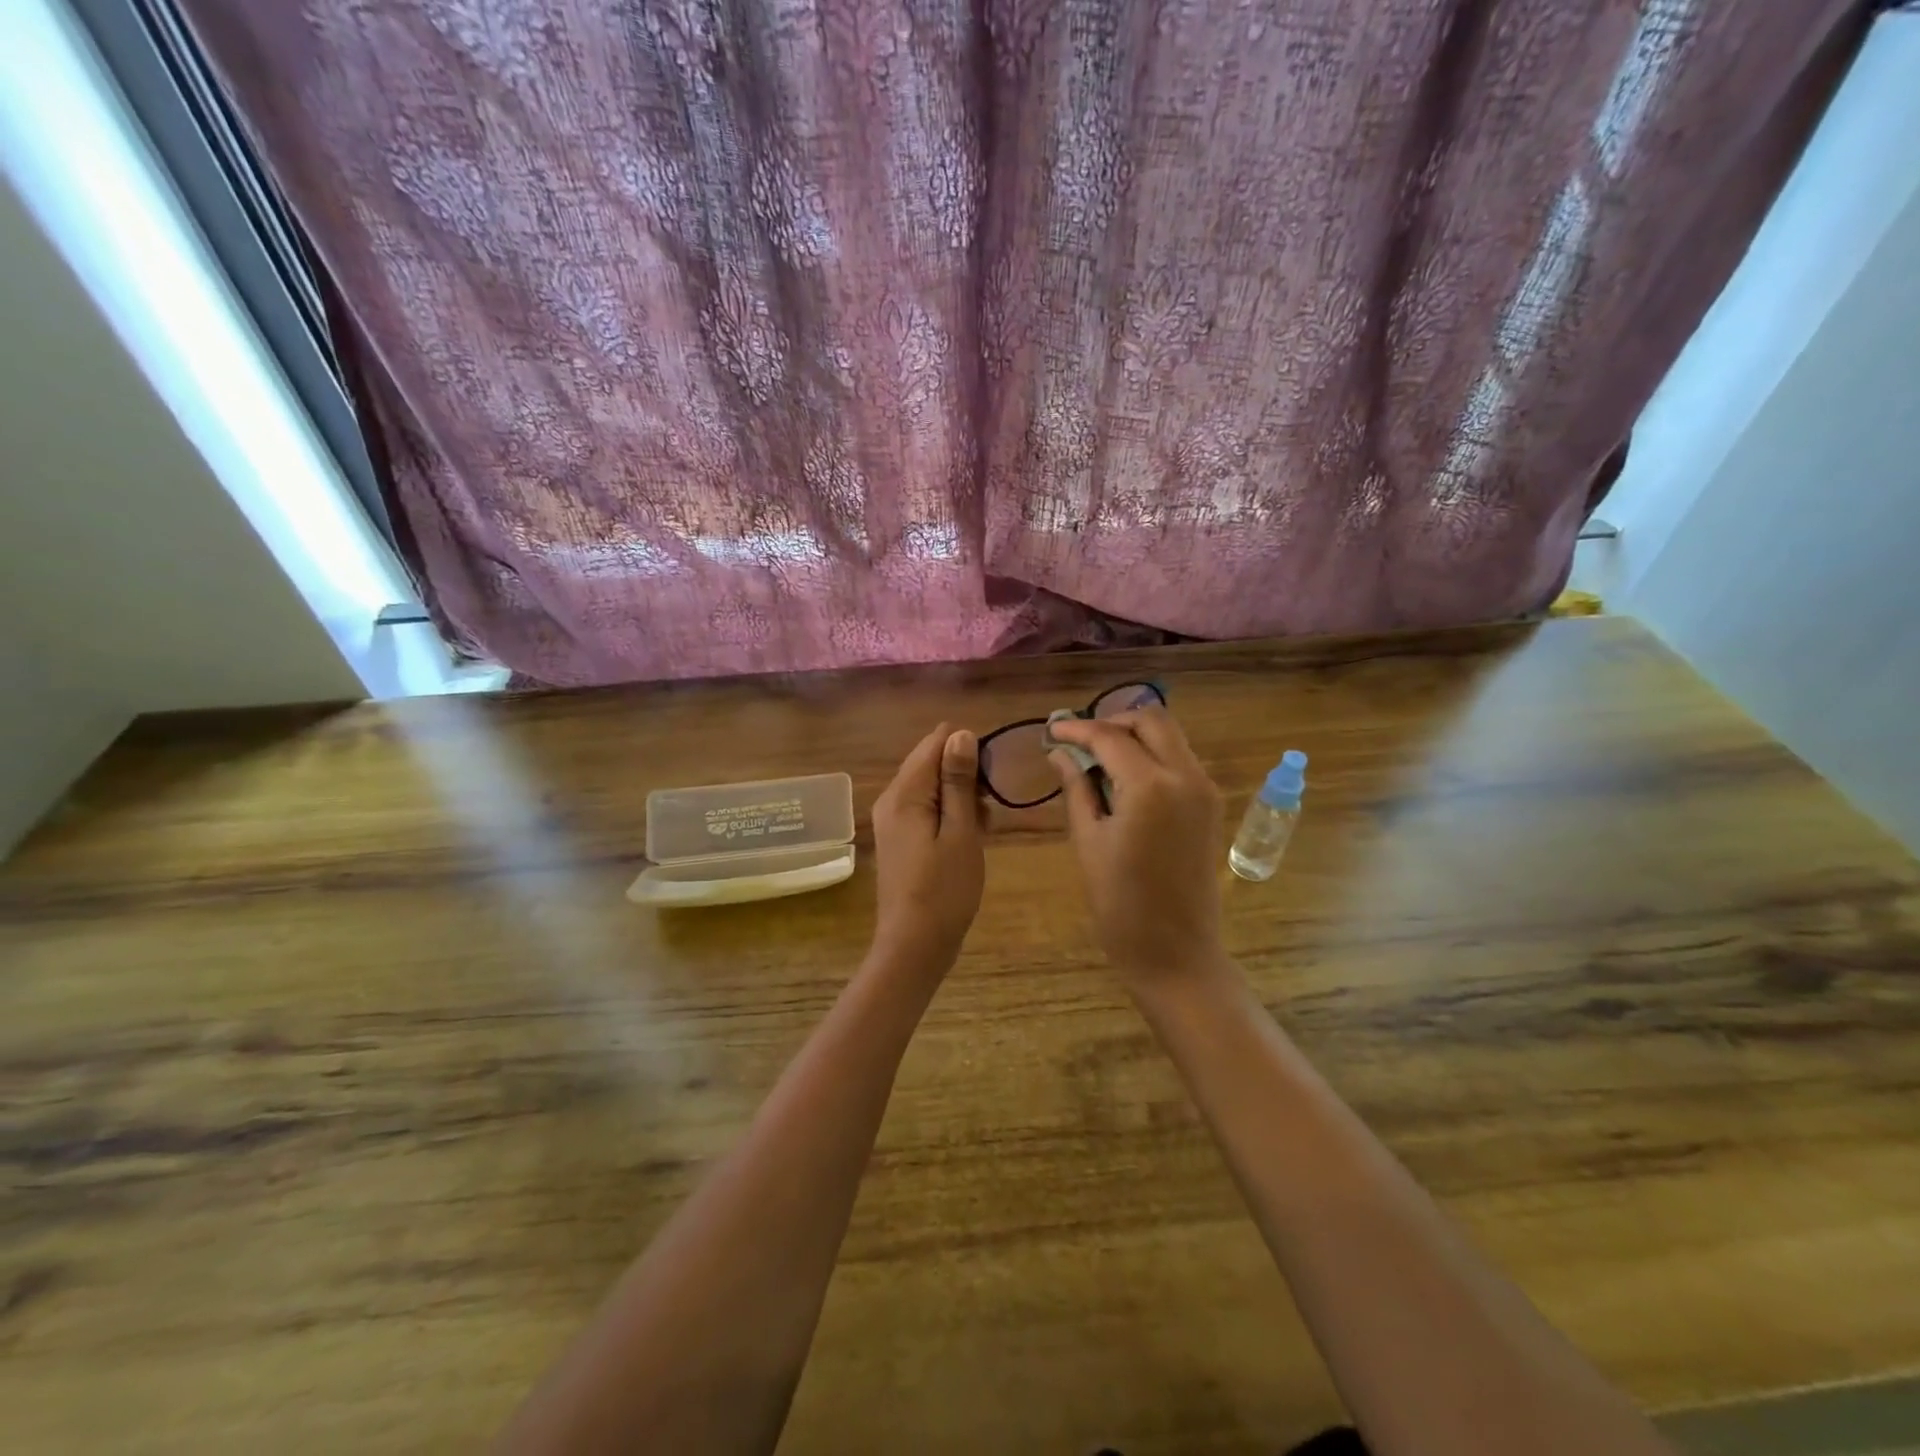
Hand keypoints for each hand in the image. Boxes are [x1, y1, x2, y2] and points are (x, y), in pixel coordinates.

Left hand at [869, 723, 985, 968]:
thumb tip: (961, 733)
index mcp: (904, 793)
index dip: (967, 750)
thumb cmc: (944, 890)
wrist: (914, 946)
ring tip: (983, 828)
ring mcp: (892, 820)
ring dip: (960, 798)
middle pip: (931, 763)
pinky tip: (969, 838)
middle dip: (965, 776)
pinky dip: (949, 815)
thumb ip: (958, 781)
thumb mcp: (961, 832)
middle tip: (989, 810)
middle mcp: (891, 799)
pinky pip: (926, 810)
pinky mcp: (899, 838)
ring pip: (931, 788)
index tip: (990, 780)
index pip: (935, 742)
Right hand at [1047, 707, 1226, 987]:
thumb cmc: (1121, 905)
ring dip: (1134, 735)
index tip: (1052, 730)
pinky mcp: (1211, 805)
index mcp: (1151, 786)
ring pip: (1170, 736)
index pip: (1109, 737)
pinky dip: (1152, 754)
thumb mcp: (1088, 843)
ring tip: (1098, 756)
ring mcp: (1205, 789)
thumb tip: (1060, 755)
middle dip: (1112, 721)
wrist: (1176, 952)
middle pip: (1151, 720)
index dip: (1077, 729)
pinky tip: (1125, 776)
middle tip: (1079, 740)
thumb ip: (1077, 790)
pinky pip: (1180, 760)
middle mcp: (1186, 776)